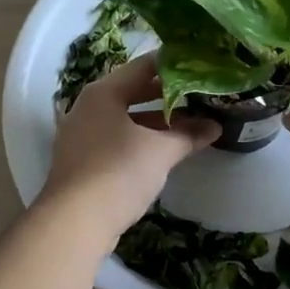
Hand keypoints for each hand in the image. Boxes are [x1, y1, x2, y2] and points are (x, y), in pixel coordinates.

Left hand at [39, 54, 217, 240]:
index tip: (200, 67)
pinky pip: (116, 138)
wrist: (74, 223)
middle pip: (133, 91)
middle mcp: (88, 106)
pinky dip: (140, 139)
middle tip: (200, 95)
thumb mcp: (160, 151)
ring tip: (190, 124)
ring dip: (156, 121)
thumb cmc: (118, 172)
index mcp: (104, 92)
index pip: (143, 66)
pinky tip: (163, 150)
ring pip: (125, 118)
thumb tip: (215, 126)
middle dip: (167, 96)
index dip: (174, 65)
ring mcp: (81, 134)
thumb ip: (188, 135)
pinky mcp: (81, 160)